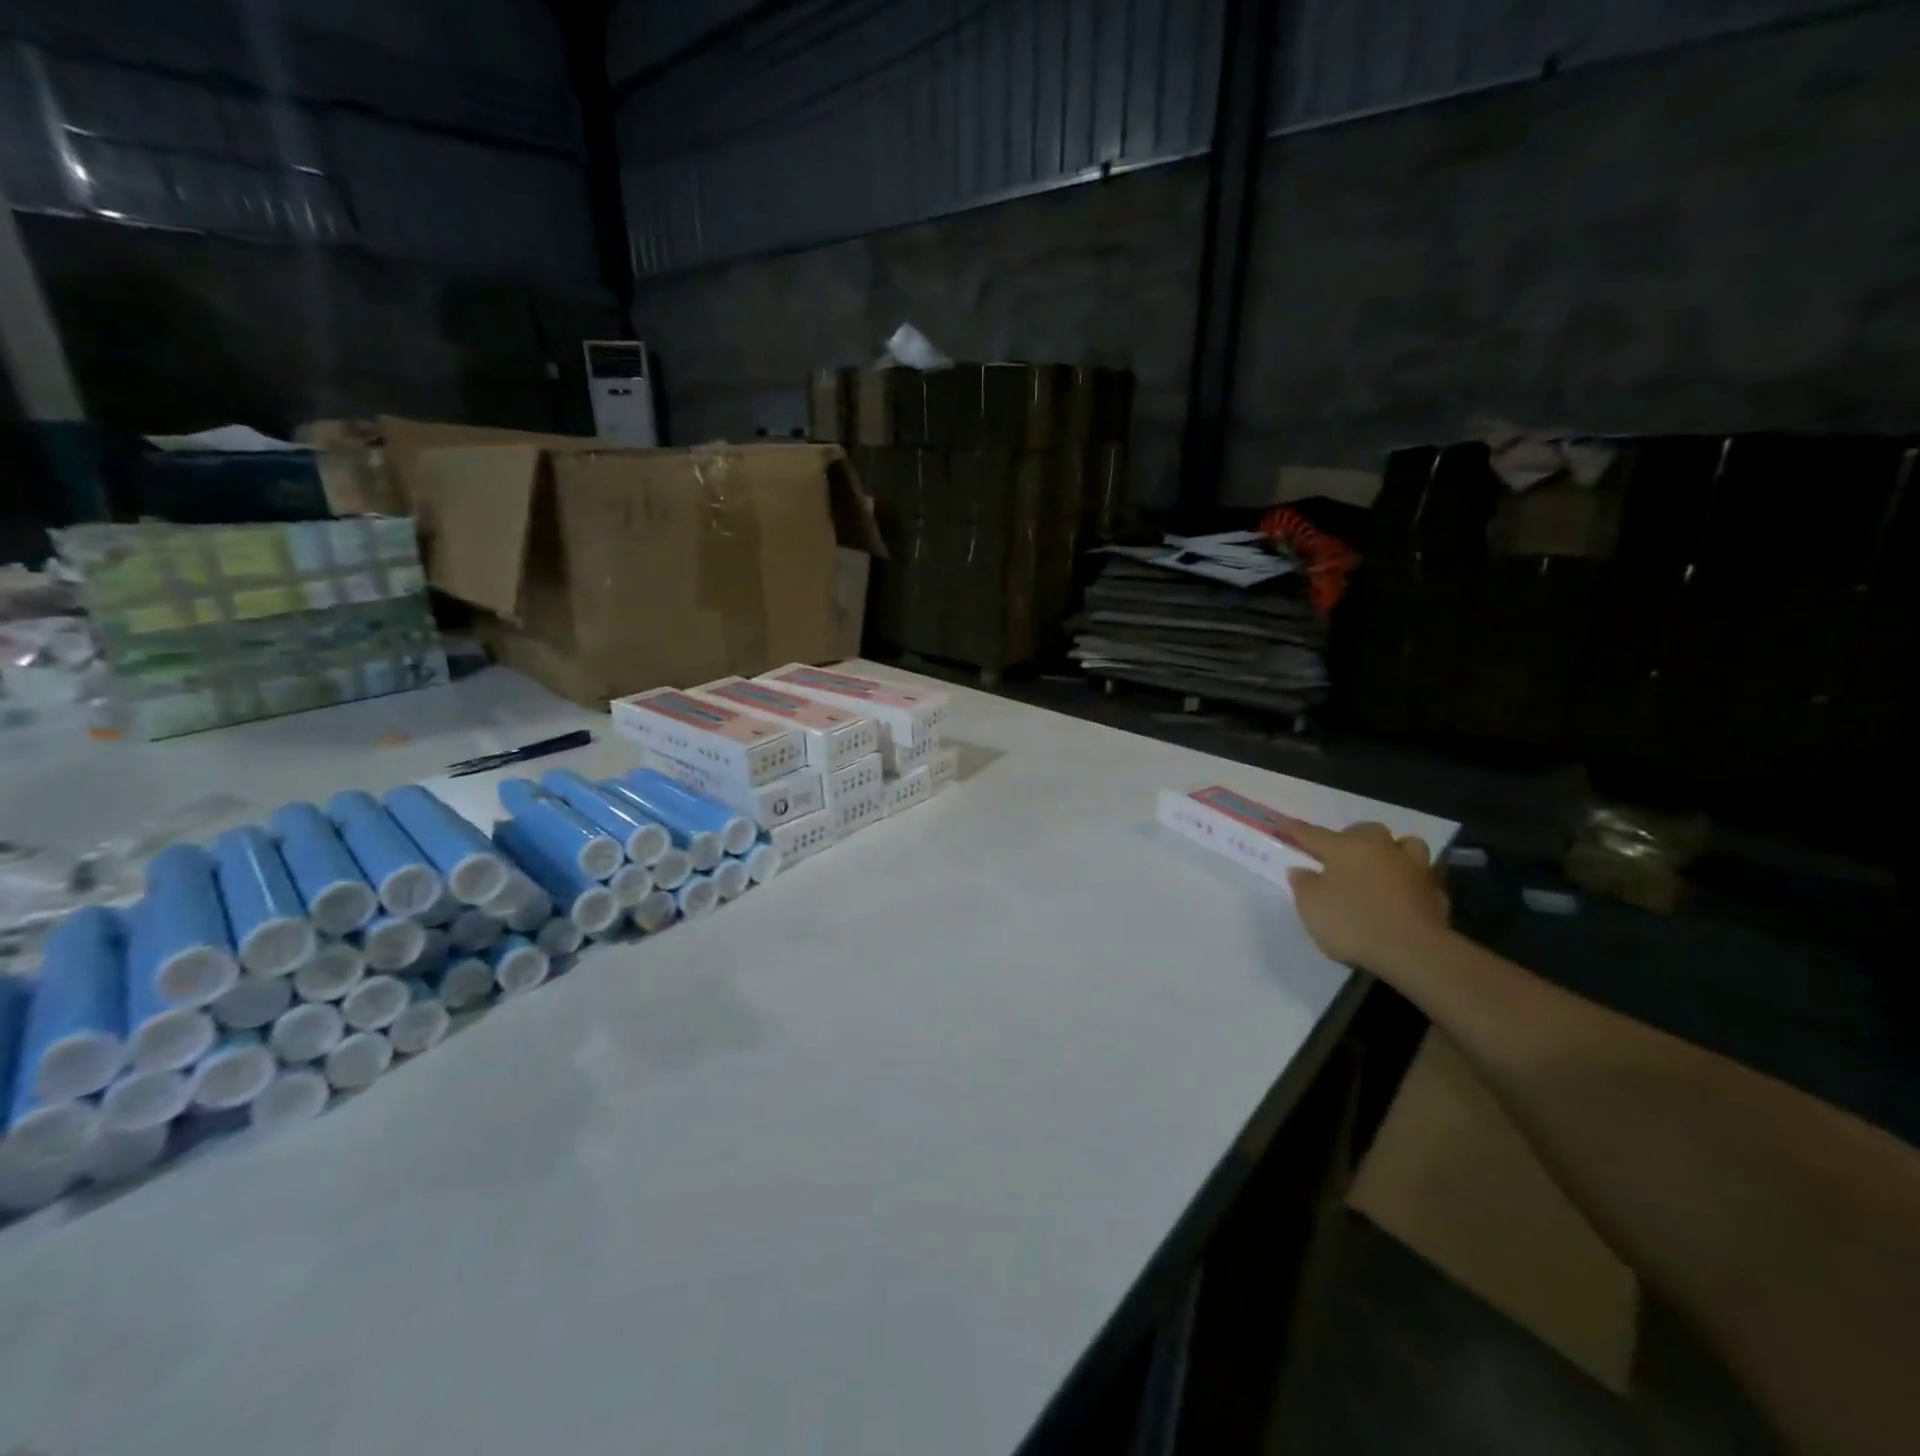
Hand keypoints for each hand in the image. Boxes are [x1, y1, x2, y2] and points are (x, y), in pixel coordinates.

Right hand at [1274, 817, 1451, 972]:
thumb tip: (1302, 870)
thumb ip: (1303, 884)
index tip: (1281, 823)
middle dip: (1351, 838)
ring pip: (1405, 844)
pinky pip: (1421, 876)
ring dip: (1392, 851)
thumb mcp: (1312, 907)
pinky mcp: (1435, 890)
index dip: (1295, 829)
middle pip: (1364, 831)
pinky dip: (1411, 880)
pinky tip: (1404, 894)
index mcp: (1345, 847)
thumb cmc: (1354, 923)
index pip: (1313, 833)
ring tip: (1383, 866)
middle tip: (1340, 856)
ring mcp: (1413, 867)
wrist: (1414, 951)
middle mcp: (1380, 848)